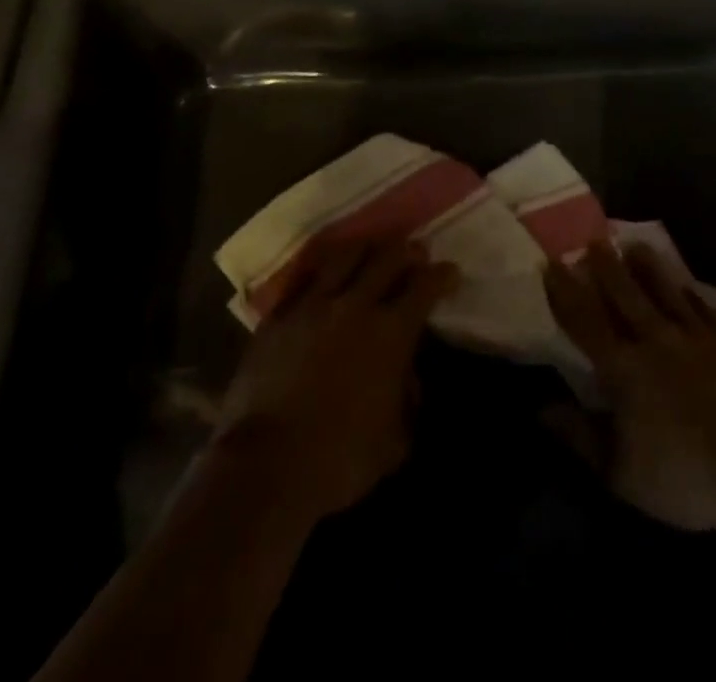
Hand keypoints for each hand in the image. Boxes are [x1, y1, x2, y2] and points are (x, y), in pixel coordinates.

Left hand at [213, 237, 456, 523]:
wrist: (266, 467)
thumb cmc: (339, 459)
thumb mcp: (395, 442)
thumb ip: (408, 402)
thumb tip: (408, 379)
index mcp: (391, 332)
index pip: (425, 286)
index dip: (442, 275)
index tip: (450, 272)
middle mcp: (356, 306)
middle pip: (388, 258)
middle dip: (408, 251)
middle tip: (416, 252)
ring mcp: (313, 306)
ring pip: (344, 256)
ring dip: (365, 249)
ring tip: (372, 248)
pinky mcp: (278, 317)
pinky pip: (303, 279)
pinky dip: (321, 272)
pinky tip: (324, 273)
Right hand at [544, 241, 715, 532]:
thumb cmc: (684, 477)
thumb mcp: (621, 473)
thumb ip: (580, 436)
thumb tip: (542, 408)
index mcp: (624, 369)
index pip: (586, 322)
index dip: (566, 293)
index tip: (551, 264)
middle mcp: (656, 341)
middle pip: (625, 295)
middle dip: (606, 267)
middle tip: (592, 240)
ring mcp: (696, 338)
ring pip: (666, 292)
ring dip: (648, 268)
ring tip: (635, 245)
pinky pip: (705, 309)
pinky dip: (692, 295)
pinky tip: (687, 286)